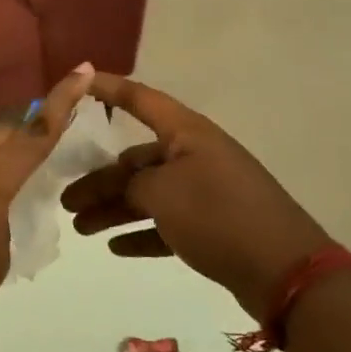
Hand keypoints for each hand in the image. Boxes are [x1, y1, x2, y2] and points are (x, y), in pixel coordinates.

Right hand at [62, 73, 330, 318]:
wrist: (284, 270)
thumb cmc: (218, 215)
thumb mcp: (163, 193)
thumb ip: (131, 184)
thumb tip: (124, 187)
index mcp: (187, 133)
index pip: (140, 99)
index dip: (108, 88)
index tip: (77, 81)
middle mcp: (195, 155)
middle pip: (136, 160)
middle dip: (100, 179)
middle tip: (66, 200)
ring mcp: (205, 191)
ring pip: (148, 194)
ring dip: (114, 209)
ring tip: (81, 227)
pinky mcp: (212, 226)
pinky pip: (167, 223)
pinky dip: (141, 232)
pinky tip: (115, 247)